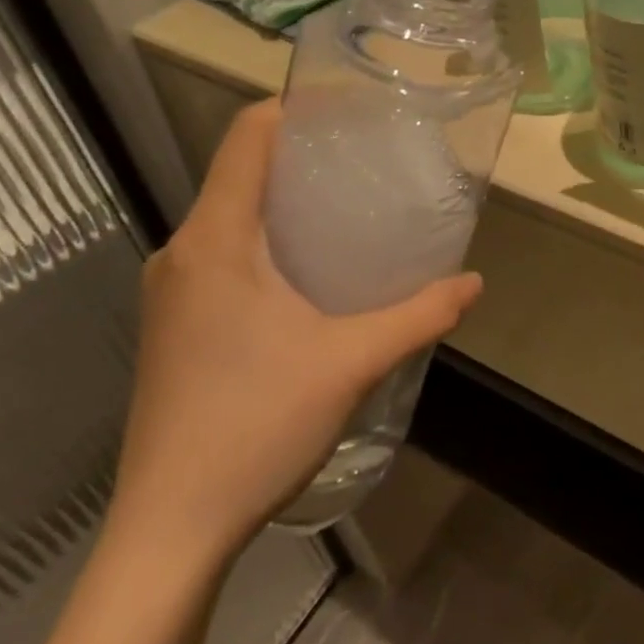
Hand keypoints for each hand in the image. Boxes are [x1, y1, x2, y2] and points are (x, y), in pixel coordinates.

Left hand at [107, 101, 481, 569]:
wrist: (168, 534)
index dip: (298, 108)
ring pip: (233, 213)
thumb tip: (474, 282)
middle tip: (373, 159)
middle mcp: (183, 252)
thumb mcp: (352, 363)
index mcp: (215, 239)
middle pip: (243, 169)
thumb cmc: (254, 427)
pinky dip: (270, 239)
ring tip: (354, 209)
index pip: (248, 135)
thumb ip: (420, 314)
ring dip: (289, 200)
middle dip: (306, 154)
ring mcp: (172, 290)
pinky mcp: (175, 322)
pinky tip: (315, 271)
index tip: (354, 111)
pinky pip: (225, 251)